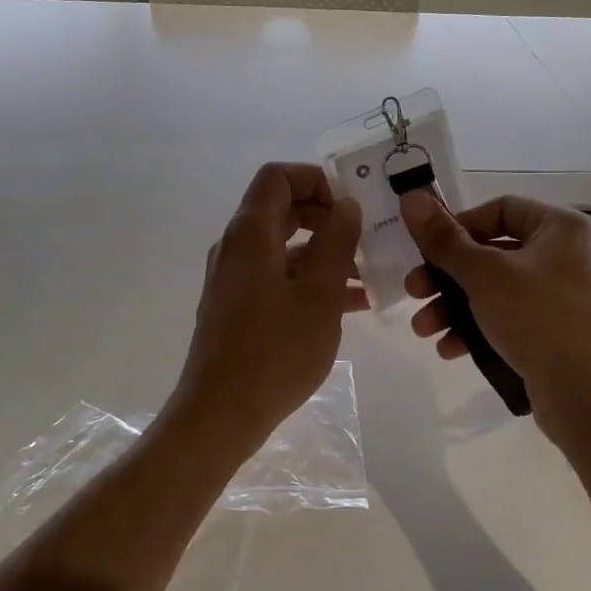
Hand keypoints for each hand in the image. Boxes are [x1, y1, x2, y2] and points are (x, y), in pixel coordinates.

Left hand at [171, 162, 365, 443]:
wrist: (221, 414)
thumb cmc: (275, 350)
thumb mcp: (319, 292)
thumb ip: (336, 240)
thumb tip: (346, 205)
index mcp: (251, 233)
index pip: (278, 177)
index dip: (315, 180)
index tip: (349, 206)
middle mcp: (237, 247)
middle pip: (283, 210)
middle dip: (327, 218)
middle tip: (365, 237)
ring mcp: (235, 279)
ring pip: (285, 247)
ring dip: (325, 253)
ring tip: (369, 275)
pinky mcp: (238, 307)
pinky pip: (279, 277)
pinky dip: (311, 280)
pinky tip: (350, 304)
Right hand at [400, 190, 590, 434]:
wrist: (590, 395)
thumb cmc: (539, 317)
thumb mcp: (484, 274)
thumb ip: (444, 239)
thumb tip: (411, 197)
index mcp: (559, 228)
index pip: (500, 209)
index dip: (460, 226)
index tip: (429, 250)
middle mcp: (563, 257)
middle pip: (491, 253)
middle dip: (446, 276)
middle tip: (413, 292)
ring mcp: (560, 298)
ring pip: (494, 291)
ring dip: (453, 307)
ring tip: (423, 329)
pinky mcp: (553, 334)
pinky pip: (507, 320)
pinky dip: (477, 330)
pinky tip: (450, 349)